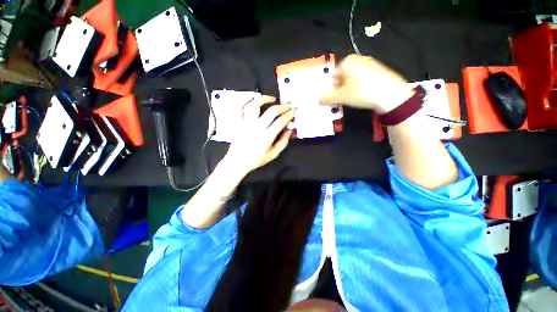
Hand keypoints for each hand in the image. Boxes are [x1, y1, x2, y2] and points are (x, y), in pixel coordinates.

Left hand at [223, 95, 295, 175]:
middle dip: (282, 106)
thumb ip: (283, 142)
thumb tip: (290, 130)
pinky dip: (248, 100)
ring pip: (256, 105)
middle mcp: (257, 127)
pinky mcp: (240, 122)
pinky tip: (254, 98)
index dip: (290, 114)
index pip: (281, 121)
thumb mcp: (273, 154)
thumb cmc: (256, 159)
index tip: (295, 110)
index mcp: (266, 137)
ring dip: (265, 99)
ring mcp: (247, 123)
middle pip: (271, 111)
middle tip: (288, 105)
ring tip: (272, 98)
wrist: (238, 161)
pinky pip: (242, 108)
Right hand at [319, 54, 414, 113]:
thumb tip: (319, 100)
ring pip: (352, 78)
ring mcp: (369, 63)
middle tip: (343, 99)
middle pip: (342, 76)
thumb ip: (327, 98)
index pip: (332, 76)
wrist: (391, 93)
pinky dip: (360, 86)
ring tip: (354, 98)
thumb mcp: (341, 97)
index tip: (335, 98)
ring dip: (349, 88)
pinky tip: (364, 94)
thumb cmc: (361, 92)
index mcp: (347, 62)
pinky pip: (363, 78)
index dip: (331, 88)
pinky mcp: (378, 69)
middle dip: (340, 88)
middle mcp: (357, 59)